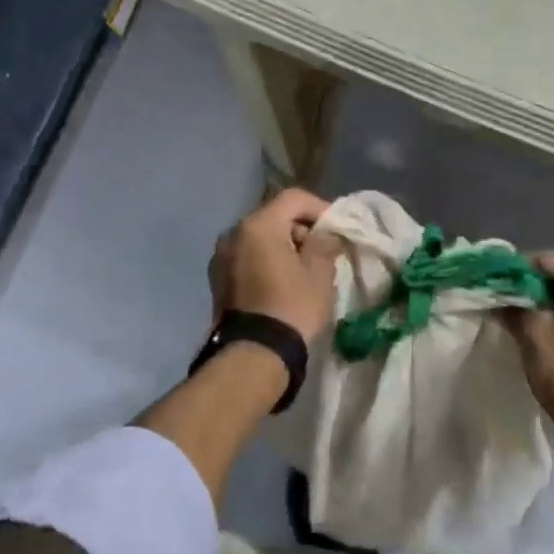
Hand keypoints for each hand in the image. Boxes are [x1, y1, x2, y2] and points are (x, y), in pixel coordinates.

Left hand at [208, 188, 343, 342]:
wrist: (254, 355)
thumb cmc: (292, 307)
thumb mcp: (319, 272)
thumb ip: (324, 243)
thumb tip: (324, 234)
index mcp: (258, 225)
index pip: (294, 199)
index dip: (319, 207)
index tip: (336, 228)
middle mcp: (233, 233)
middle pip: (274, 216)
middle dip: (300, 227)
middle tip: (323, 248)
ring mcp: (220, 256)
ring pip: (259, 237)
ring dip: (282, 244)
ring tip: (303, 267)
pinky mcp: (216, 279)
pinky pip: (247, 257)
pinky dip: (265, 260)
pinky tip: (281, 281)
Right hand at [505, 254, 553, 431]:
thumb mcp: (533, 335)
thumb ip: (514, 308)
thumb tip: (497, 296)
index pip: (546, 260)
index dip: (517, 270)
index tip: (494, 284)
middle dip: (528, 288)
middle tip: (501, 302)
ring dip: (542, 304)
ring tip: (515, 319)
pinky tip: (537, 333)